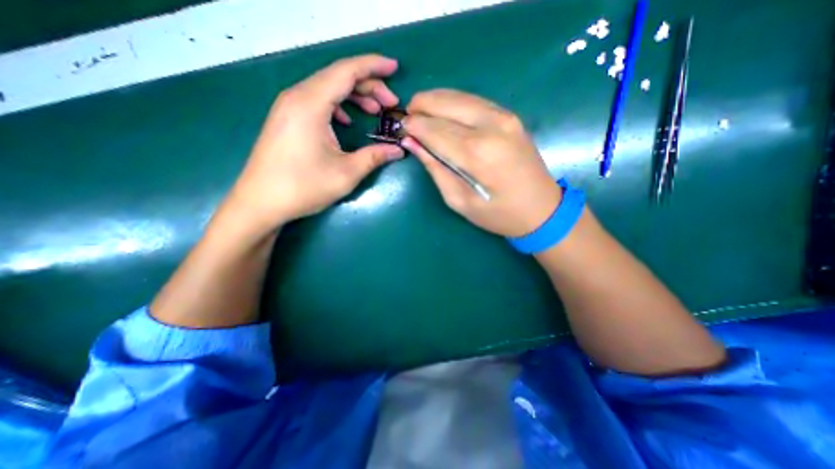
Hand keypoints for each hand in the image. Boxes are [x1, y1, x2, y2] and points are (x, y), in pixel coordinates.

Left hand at [221, 55, 404, 235]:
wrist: (260, 202)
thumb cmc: (303, 187)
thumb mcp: (346, 173)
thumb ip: (374, 157)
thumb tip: (398, 150)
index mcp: (310, 104)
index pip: (347, 71)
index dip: (374, 66)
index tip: (395, 67)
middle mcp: (297, 97)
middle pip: (338, 78)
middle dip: (369, 86)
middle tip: (390, 104)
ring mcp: (289, 107)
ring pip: (327, 89)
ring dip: (354, 96)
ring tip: (375, 111)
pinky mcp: (287, 119)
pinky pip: (317, 101)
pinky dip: (338, 106)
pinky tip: (348, 122)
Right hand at [399, 88, 560, 237]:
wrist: (542, 209)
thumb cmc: (498, 214)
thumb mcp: (460, 201)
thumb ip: (436, 169)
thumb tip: (413, 144)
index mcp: (477, 154)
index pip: (435, 129)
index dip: (414, 126)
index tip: (400, 128)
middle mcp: (492, 127)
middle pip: (447, 104)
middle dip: (422, 106)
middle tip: (407, 116)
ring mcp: (505, 117)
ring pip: (460, 97)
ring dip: (436, 100)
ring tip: (420, 110)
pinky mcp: (511, 116)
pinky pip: (475, 101)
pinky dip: (454, 101)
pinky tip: (443, 110)